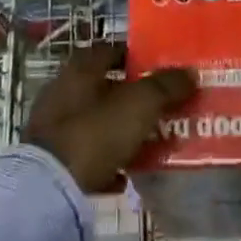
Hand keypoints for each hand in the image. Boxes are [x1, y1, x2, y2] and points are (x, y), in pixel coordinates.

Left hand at [23, 42, 197, 193]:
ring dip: (120, 130)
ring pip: (96, 122)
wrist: (49, 190)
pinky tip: (127, 176)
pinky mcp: (52, 162)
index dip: (134, 56)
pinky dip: (107, 162)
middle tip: (161, 106)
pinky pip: (86, 156)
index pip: (109, 50)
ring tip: (150, 142)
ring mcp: (53, 127)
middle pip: (104, 87)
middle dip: (132, 97)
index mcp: (80, 69)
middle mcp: (62, 91)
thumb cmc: (96, 132)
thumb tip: (190, 73)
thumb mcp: (140, 104)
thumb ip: (166, 87)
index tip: (160, 68)